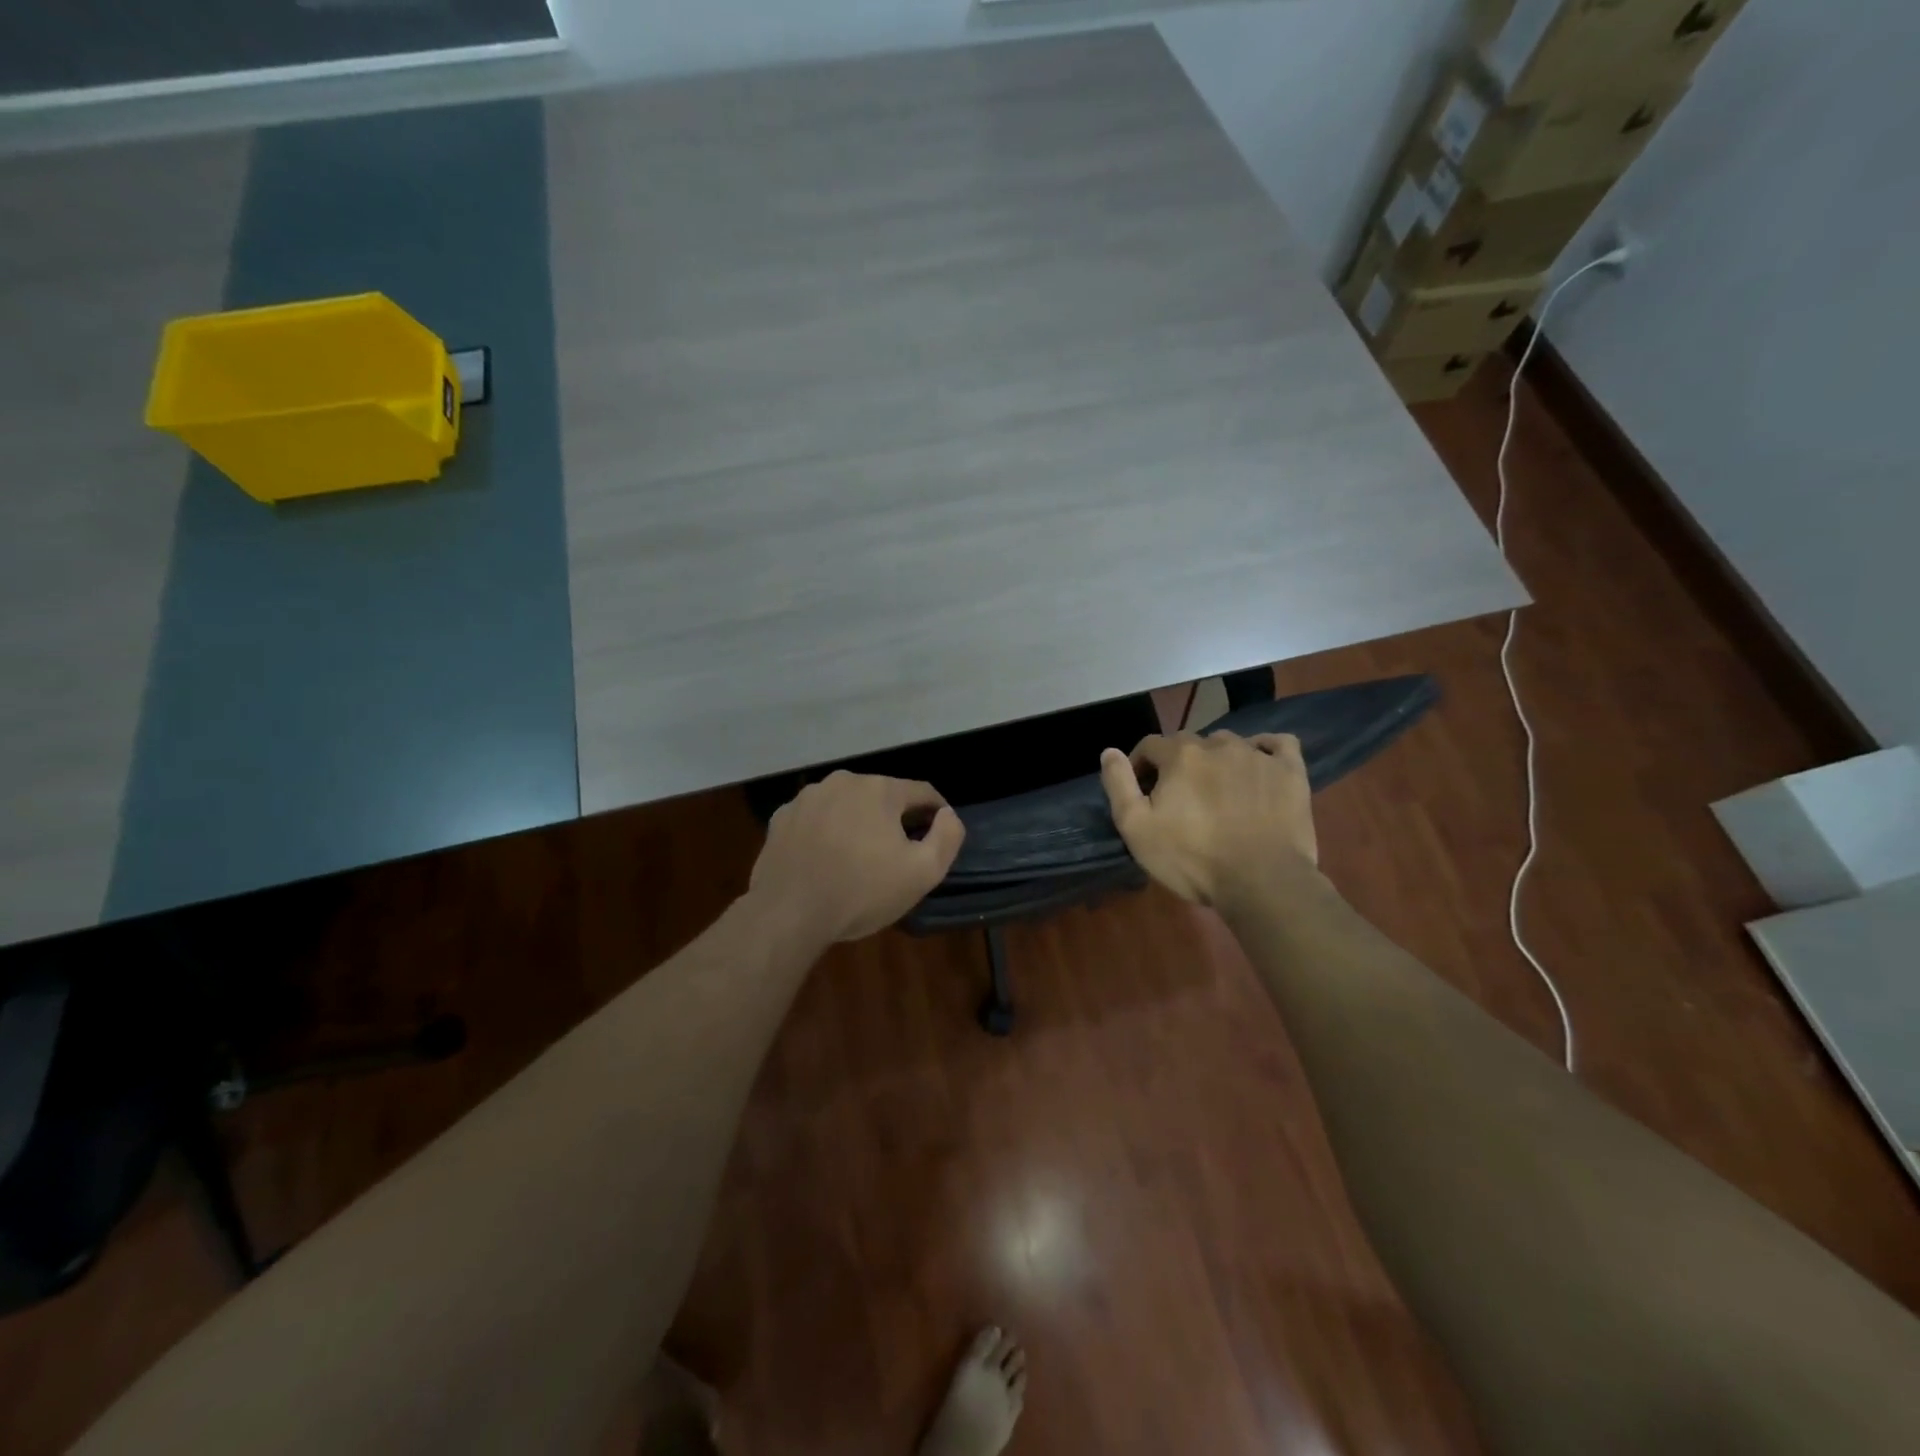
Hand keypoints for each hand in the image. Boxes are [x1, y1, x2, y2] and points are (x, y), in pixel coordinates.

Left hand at [749, 771, 965, 942]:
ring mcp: (807, 798)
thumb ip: (947, 838)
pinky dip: (825, 832)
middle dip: (894, 819)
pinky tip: (825, 860)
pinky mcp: (781, 818)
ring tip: (858, 857)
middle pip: (882, 796)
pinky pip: (816, 819)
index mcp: (880, 789)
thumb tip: (948, 815)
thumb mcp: (922, 873)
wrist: (788, 913)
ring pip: (846, 805)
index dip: (937, 812)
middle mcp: (843, 781)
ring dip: (858, 823)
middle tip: (898, 853)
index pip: (922, 792)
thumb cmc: (862, 891)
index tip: (939, 833)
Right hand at [1099, 731, 1316, 905]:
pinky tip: (1259, 766)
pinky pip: (1278, 745)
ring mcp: (1259, 756)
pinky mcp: (1291, 772)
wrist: (1262, 882)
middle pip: (1190, 743)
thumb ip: (1118, 785)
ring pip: (1229, 743)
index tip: (1142, 792)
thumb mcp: (1137, 828)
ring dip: (1217, 759)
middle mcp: (1219, 744)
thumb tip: (1109, 751)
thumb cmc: (1193, 858)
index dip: (1140, 766)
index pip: (1150, 745)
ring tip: (1217, 790)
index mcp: (1180, 755)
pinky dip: (1265, 750)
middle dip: (1178, 763)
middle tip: (1179, 797)